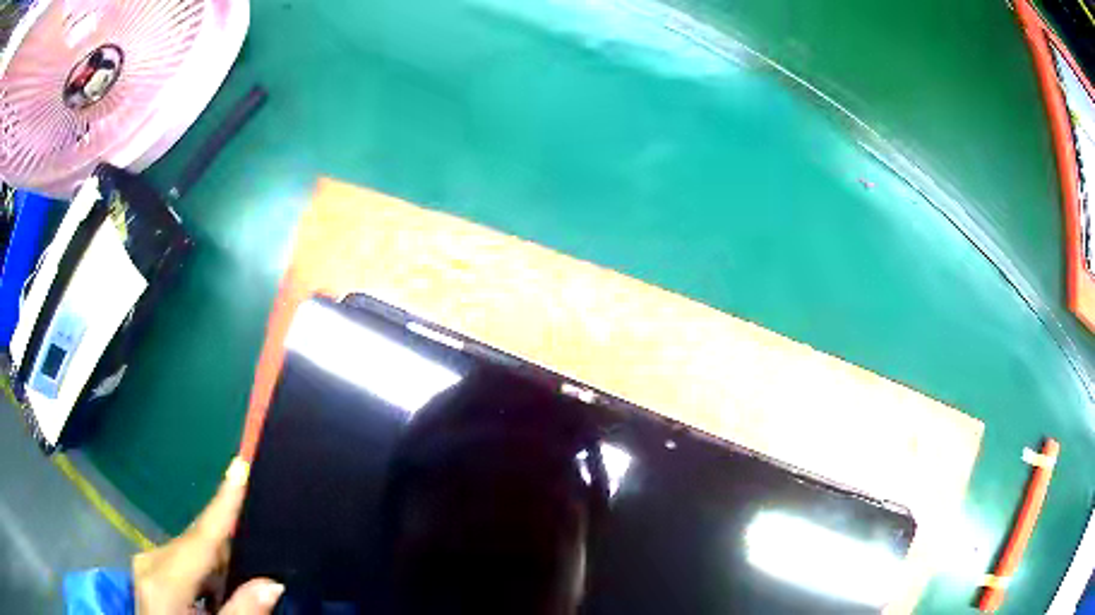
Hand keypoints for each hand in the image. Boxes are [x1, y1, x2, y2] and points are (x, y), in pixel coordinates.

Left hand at [133, 458, 283, 613]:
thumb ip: (241, 612)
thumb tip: (273, 583)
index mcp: (164, 582)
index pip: (200, 538)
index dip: (222, 504)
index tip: (238, 465)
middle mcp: (149, 562)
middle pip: (195, 542)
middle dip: (225, 539)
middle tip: (256, 538)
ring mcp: (145, 565)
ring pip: (188, 550)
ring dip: (214, 560)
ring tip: (239, 576)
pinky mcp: (147, 571)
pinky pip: (180, 559)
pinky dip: (202, 569)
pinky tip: (214, 589)